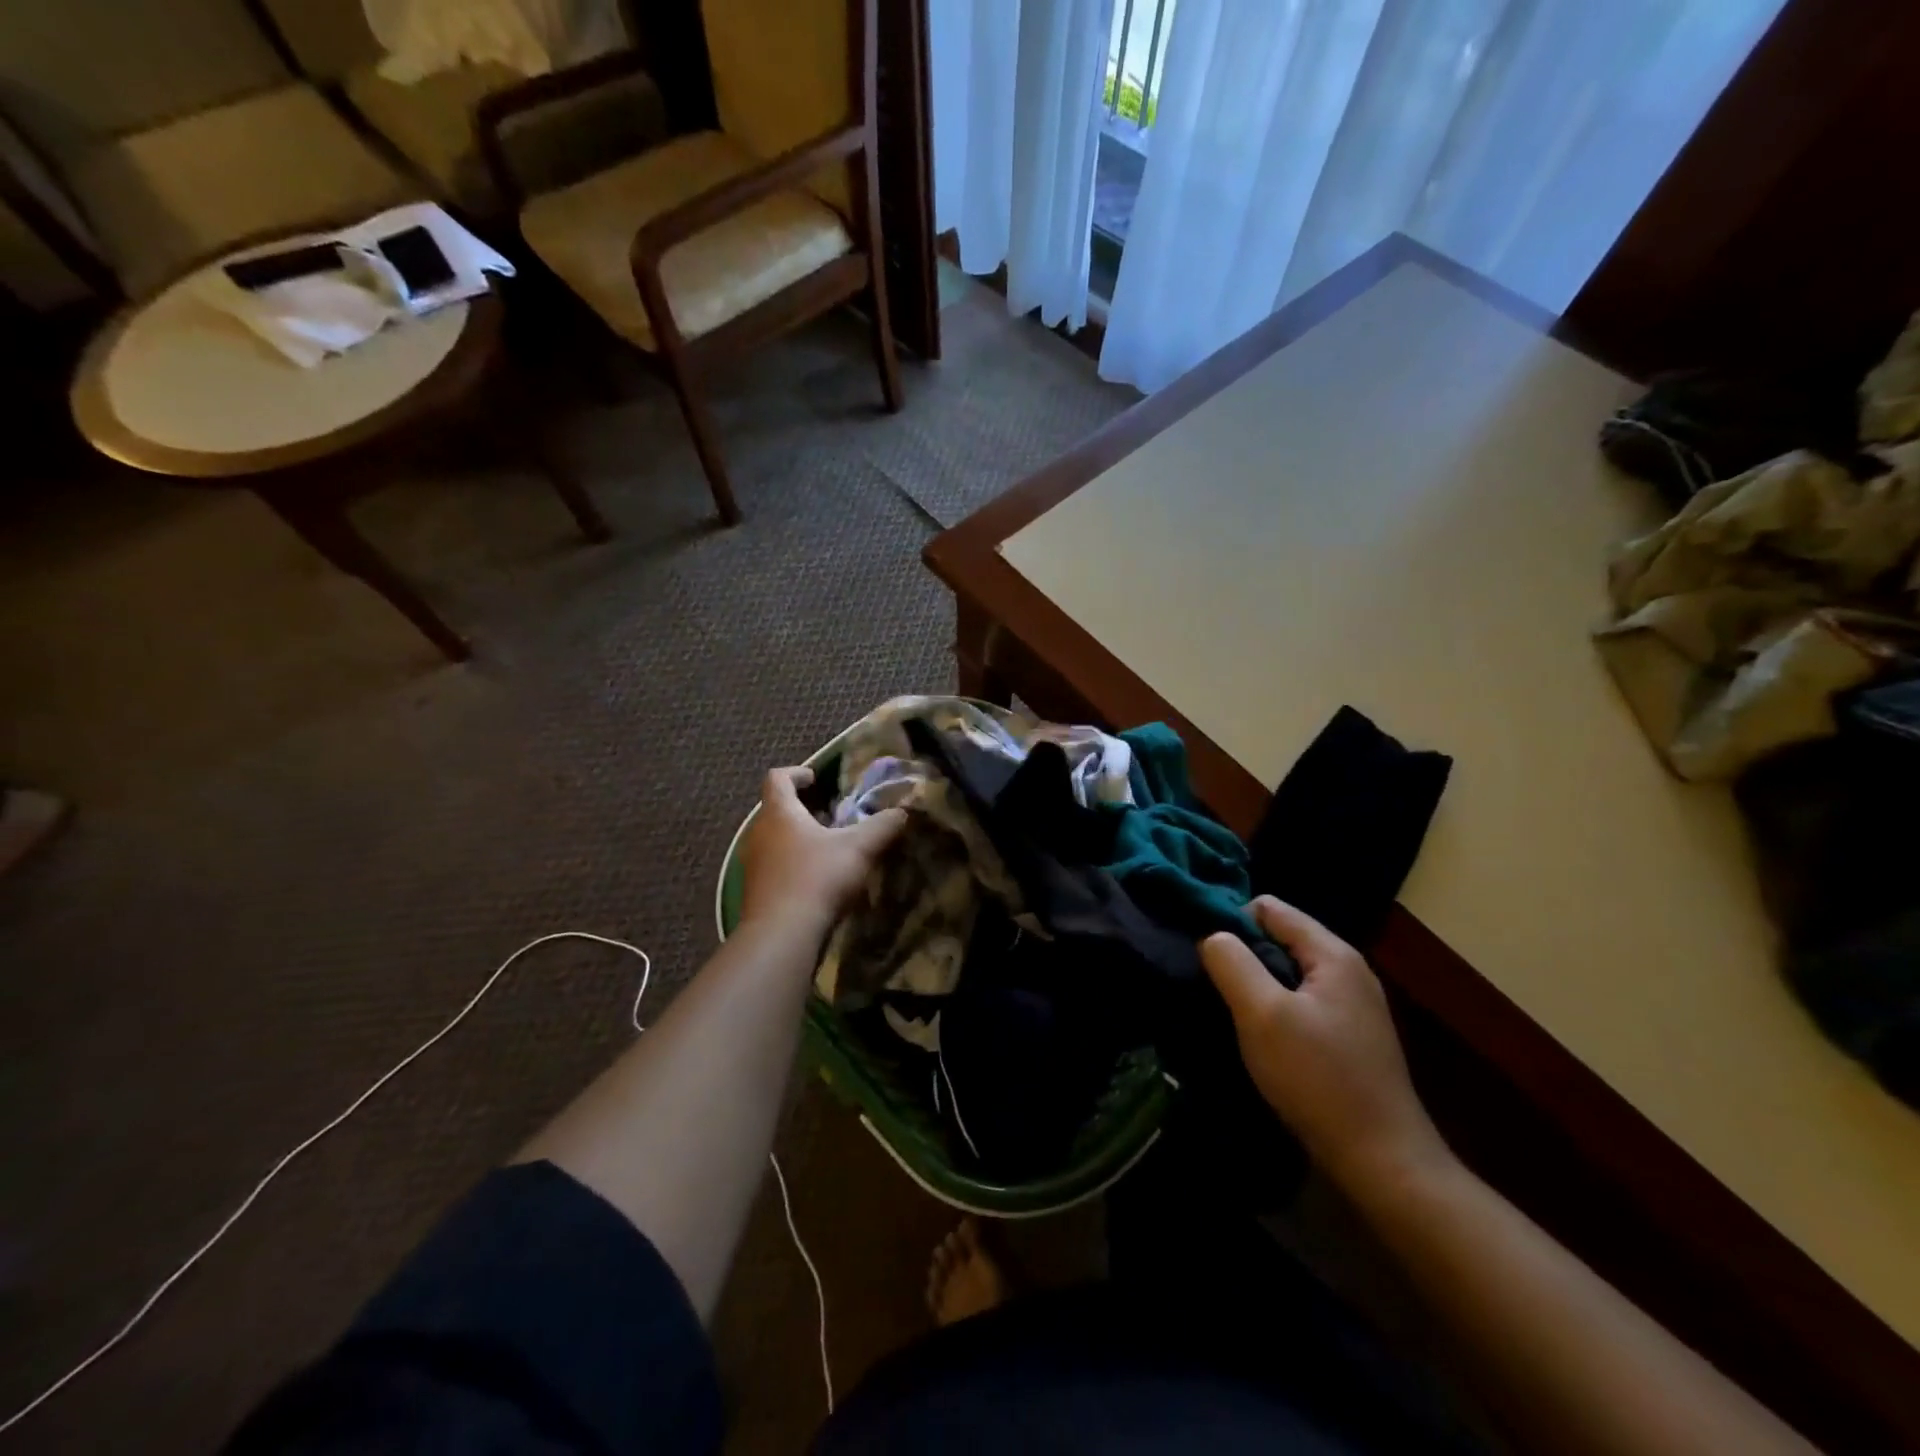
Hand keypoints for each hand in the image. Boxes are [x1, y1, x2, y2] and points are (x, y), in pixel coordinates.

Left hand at [739, 766, 906, 936]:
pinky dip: (792, 864)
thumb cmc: (818, 877)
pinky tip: (816, 880)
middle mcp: (759, 832)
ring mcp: (753, 863)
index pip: (777, 778)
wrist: (782, 934)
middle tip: (831, 815)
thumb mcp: (859, 848)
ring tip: (827, 848)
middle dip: (803, 809)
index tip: (817, 779)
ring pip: (774, 839)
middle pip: (776, 809)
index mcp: (779, 812)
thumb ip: (883, 826)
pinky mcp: (755, 891)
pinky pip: (773, 866)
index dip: (797, 773)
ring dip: (797, 838)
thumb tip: (903, 812)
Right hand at [1201, 897, 1452, 1193]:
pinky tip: (1263, 1040)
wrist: (1383, 1161)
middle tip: (1218, 991)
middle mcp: (1348, 969)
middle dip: (1244, 956)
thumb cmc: (1318, 1079)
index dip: (1232, 923)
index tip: (1210, 960)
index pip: (1269, 907)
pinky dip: (1276, 1010)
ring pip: (1288, 972)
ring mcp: (1353, 1004)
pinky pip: (1301, 1001)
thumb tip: (1211, 935)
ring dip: (1258, 986)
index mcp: (1332, 953)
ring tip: (1236, 1016)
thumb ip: (1232, 963)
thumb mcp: (1262, 1014)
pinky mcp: (1350, 1035)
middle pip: (1280, 937)